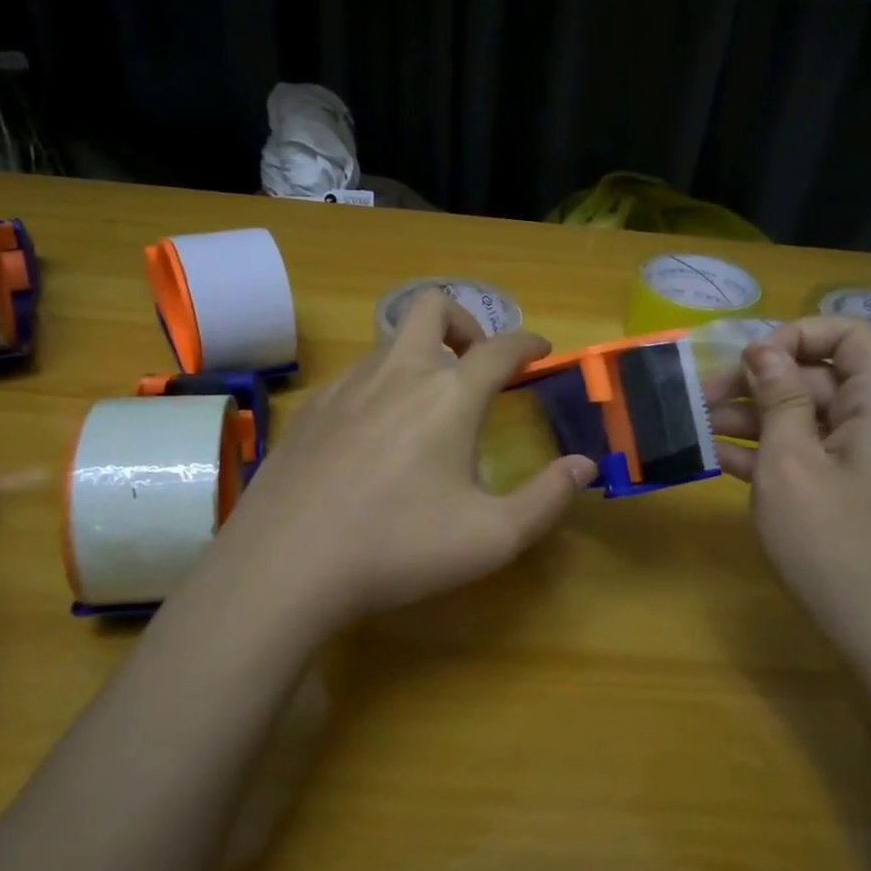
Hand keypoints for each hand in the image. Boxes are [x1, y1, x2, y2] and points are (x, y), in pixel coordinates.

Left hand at [202, 292, 595, 635]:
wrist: (286, 564)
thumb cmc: (399, 548)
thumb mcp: (492, 537)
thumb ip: (547, 498)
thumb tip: (585, 466)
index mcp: (448, 395)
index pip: (500, 347)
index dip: (528, 343)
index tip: (542, 350)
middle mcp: (398, 373)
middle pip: (432, 306)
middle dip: (464, 320)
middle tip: (476, 361)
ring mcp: (346, 386)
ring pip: (390, 340)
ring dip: (420, 353)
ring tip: (429, 403)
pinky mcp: (310, 410)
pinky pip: (355, 374)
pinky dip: (380, 383)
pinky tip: (376, 433)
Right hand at [707, 317, 870, 668]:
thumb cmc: (833, 544)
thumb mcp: (791, 463)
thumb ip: (778, 399)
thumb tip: (763, 348)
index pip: (850, 335)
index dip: (797, 335)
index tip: (750, 361)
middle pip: (819, 378)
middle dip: (758, 382)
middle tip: (699, 398)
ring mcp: (866, 462)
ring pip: (807, 418)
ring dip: (753, 418)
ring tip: (697, 426)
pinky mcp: (851, 493)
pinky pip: (809, 454)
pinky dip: (768, 452)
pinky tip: (718, 458)